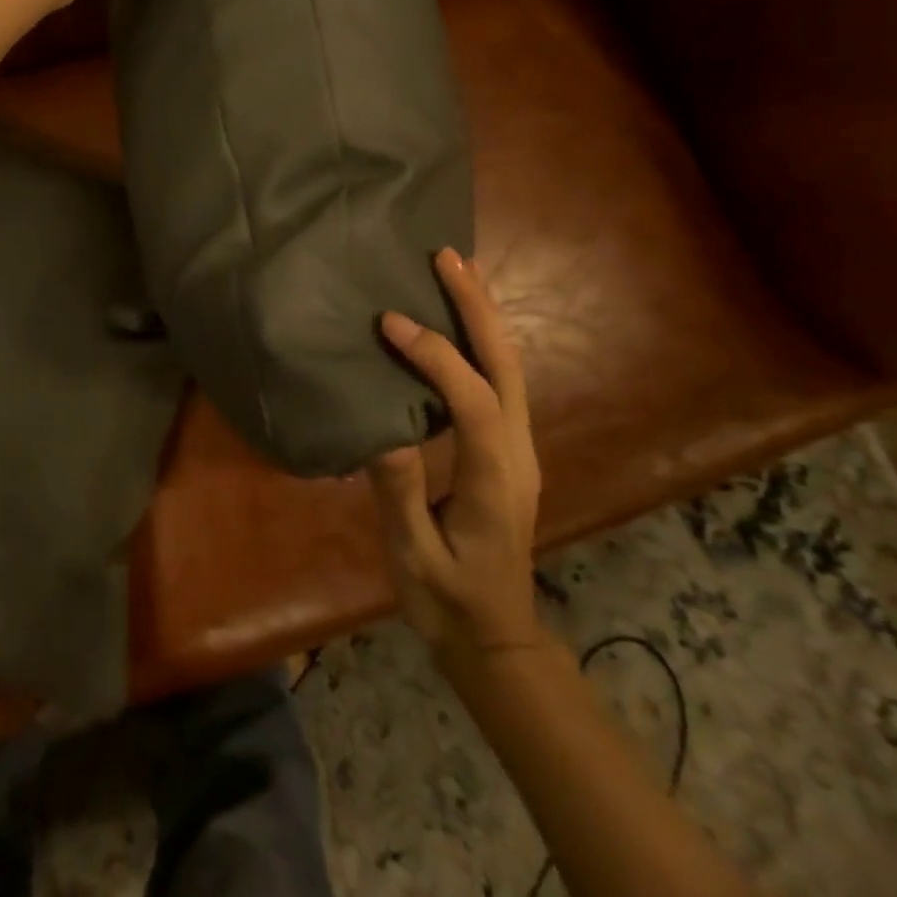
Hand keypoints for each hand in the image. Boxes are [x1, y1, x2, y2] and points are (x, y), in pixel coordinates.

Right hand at [369, 248, 544, 669]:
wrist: (494, 639)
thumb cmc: (448, 602)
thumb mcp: (415, 558)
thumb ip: (399, 493)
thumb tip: (378, 427)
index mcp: (495, 480)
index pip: (473, 402)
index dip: (435, 357)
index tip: (389, 323)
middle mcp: (518, 453)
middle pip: (508, 367)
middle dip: (478, 308)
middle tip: (448, 258)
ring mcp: (518, 449)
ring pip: (510, 368)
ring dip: (483, 316)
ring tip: (456, 271)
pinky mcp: (506, 449)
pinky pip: (499, 381)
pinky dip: (481, 341)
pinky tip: (457, 322)